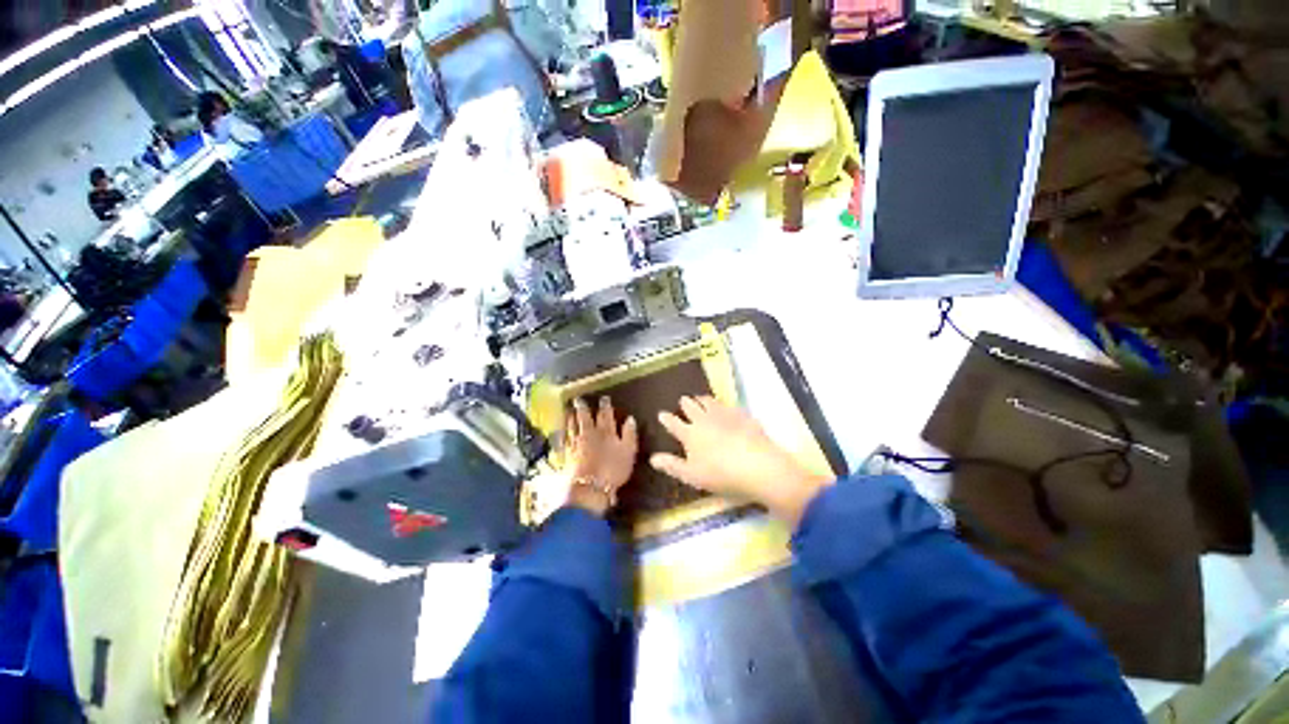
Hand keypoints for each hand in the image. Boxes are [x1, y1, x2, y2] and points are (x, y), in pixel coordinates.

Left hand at [563, 397, 638, 516]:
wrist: (590, 488)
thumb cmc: (613, 470)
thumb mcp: (628, 452)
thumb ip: (629, 434)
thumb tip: (630, 418)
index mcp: (606, 432)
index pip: (605, 415)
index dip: (605, 406)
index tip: (604, 398)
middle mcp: (590, 434)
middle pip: (585, 418)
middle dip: (582, 408)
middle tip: (578, 399)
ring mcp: (577, 444)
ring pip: (572, 427)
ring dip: (571, 417)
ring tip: (568, 410)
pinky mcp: (568, 455)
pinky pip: (564, 440)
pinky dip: (562, 433)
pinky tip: (560, 431)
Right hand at [651, 396, 830, 525]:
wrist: (757, 465)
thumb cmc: (721, 474)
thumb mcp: (692, 475)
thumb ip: (672, 465)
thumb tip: (652, 458)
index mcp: (690, 434)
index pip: (674, 423)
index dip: (667, 419)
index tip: (661, 413)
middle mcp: (704, 420)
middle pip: (691, 407)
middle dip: (685, 403)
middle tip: (683, 400)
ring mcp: (724, 415)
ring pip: (709, 402)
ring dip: (702, 399)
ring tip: (700, 397)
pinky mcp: (742, 415)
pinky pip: (729, 406)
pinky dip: (724, 405)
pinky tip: (726, 407)